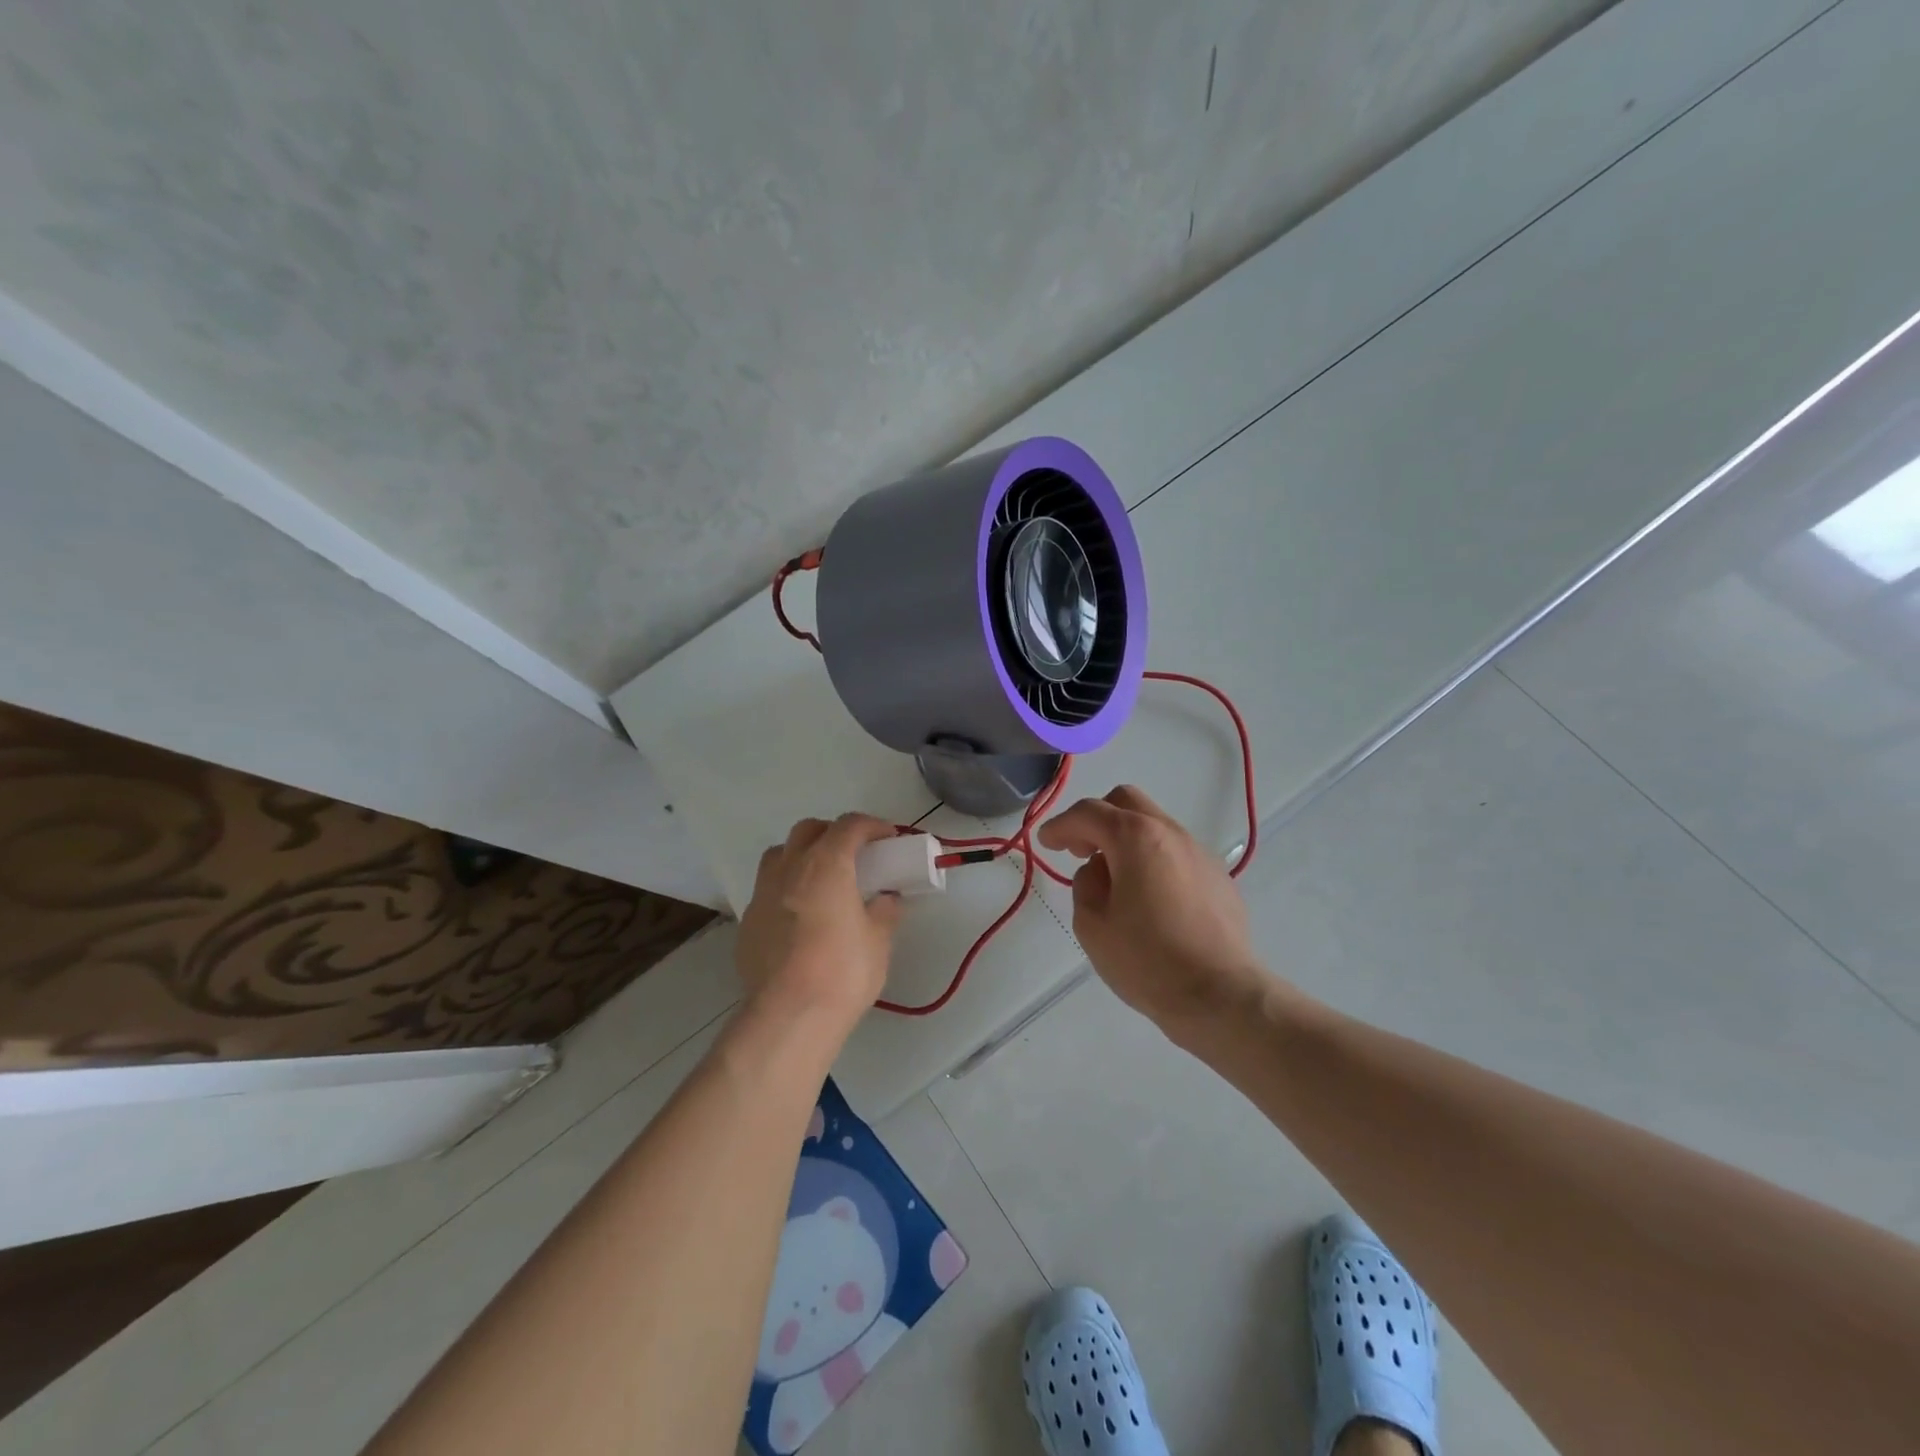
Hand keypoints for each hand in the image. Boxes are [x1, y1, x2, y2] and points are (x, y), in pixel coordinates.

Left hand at [737, 813, 902, 1030]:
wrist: (789, 1017)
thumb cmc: (842, 972)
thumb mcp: (878, 941)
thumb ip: (884, 911)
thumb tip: (886, 899)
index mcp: (826, 864)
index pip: (850, 826)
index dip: (872, 826)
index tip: (888, 838)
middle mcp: (790, 868)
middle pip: (809, 830)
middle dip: (833, 833)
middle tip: (854, 855)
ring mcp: (762, 894)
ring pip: (780, 855)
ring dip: (803, 856)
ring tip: (822, 880)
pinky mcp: (747, 923)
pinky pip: (768, 890)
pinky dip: (787, 890)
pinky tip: (800, 918)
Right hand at [1037, 785, 1265, 1029]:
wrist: (1220, 995)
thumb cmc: (1147, 960)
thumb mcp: (1092, 925)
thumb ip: (1086, 884)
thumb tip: (1100, 871)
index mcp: (1135, 838)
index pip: (1088, 813)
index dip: (1061, 825)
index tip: (1047, 842)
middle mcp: (1170, 833)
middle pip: (1126, 802)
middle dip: (1096, 818)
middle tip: (1080, 850)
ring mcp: (1199, 852)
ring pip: (1154, 824)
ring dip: (1126, 839)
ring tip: (1114, 879)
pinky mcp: (1218, 876)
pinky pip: (1175, 851)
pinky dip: (1152, 858)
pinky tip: (1149, 898)